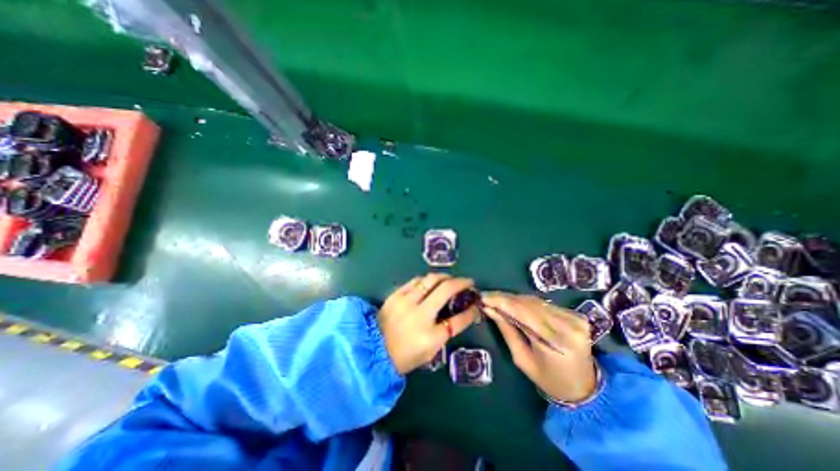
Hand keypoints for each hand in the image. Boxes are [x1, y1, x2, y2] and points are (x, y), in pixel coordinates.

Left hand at [382, 272, 478, 374]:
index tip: (476, 303)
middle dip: (461, 283)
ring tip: (450, 279)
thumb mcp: (430, 350)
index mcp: (430, 336)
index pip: (458, 320)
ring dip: (444, 277)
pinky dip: (427, 279)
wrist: (373, 349)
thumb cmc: (405, 355)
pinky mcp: (396, 294)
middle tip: (467, 282)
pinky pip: (416, 280)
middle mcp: (419, 314)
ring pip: (430, 279)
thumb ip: (447, 331)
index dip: (471, 311)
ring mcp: (406, 301)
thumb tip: (462, 314)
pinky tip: (431, 281)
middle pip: (446, 289)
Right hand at [483, 293, 599, 402]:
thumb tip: (489, 309)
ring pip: (536, 301)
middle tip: (486, 296)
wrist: (584, 387)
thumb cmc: (549, 379)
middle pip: (530, 304)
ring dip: (514, 299)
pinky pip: (544, 303)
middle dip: (505, 298)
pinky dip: (526, 302)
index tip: (483, 297)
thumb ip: (507, 330)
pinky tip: (513, 303)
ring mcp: (575, 318)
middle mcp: (570, 325)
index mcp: (558, 342)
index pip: (524, 313)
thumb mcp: (522, 359)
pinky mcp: (576, 314)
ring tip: (496, 299)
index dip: (502, 302)